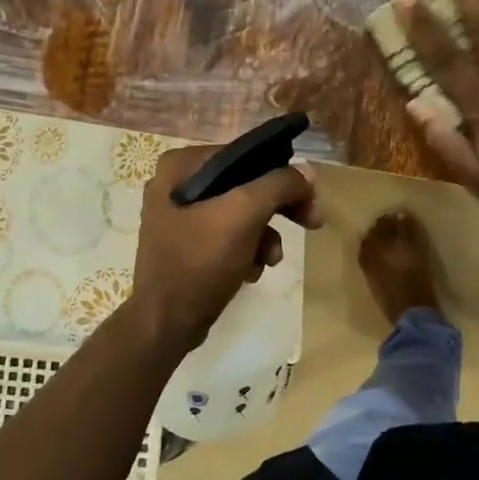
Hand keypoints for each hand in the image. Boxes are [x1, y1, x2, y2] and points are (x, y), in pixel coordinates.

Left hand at [122, 145, 323, 352]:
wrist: (166, 324)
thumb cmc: (200, 261)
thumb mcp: (244, 215)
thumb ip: (279, 185)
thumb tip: (307, 171)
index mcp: (180, 167)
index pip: (244, 156)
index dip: (282, 173)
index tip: (309, 196)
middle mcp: (176, 185)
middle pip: (245, 185)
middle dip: (278, 209)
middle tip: (312, 221)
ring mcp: (179, 217)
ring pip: (241, 213)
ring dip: (264, 236)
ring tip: (270, 260)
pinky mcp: (187, 246)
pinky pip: (228, 237)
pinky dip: (246, 251)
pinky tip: (250, 272)